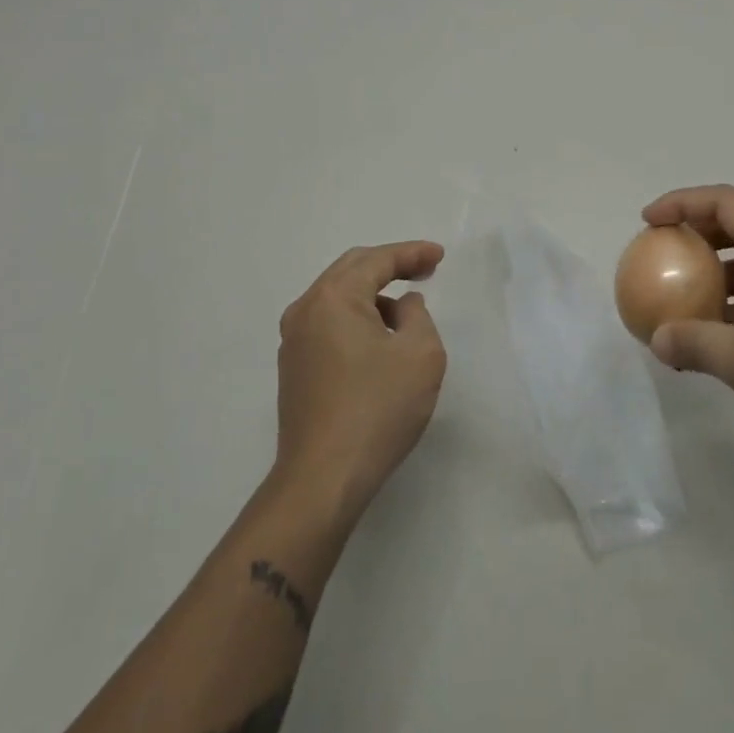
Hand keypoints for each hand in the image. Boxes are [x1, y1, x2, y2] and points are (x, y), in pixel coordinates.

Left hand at [274, 241, 447, 519]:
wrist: (323, 479)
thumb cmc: (378, 408)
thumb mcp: (420, 353)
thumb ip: (417, 315)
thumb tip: (401, 306)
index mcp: (333, 298)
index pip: (377, 260)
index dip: (412, 253)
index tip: (439, 256)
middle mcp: (305, 310)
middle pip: (351, 270)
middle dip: (391, 265)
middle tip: (425, 269)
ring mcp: (293, 341)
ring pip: (337, 297)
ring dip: (373, 293)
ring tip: (406, 308)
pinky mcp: (294, 369)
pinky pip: (329, 323)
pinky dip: (357, 317)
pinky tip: (378, 337)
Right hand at [641, 185, 733, 473]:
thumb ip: (696, 343)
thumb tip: (658, 338)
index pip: (726, 204)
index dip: (682, 203)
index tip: (648, 222)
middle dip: (694, 235)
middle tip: (659, 254)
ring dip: (712, 274)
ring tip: (678, 300)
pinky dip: (731, 303)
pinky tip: (712, 336)